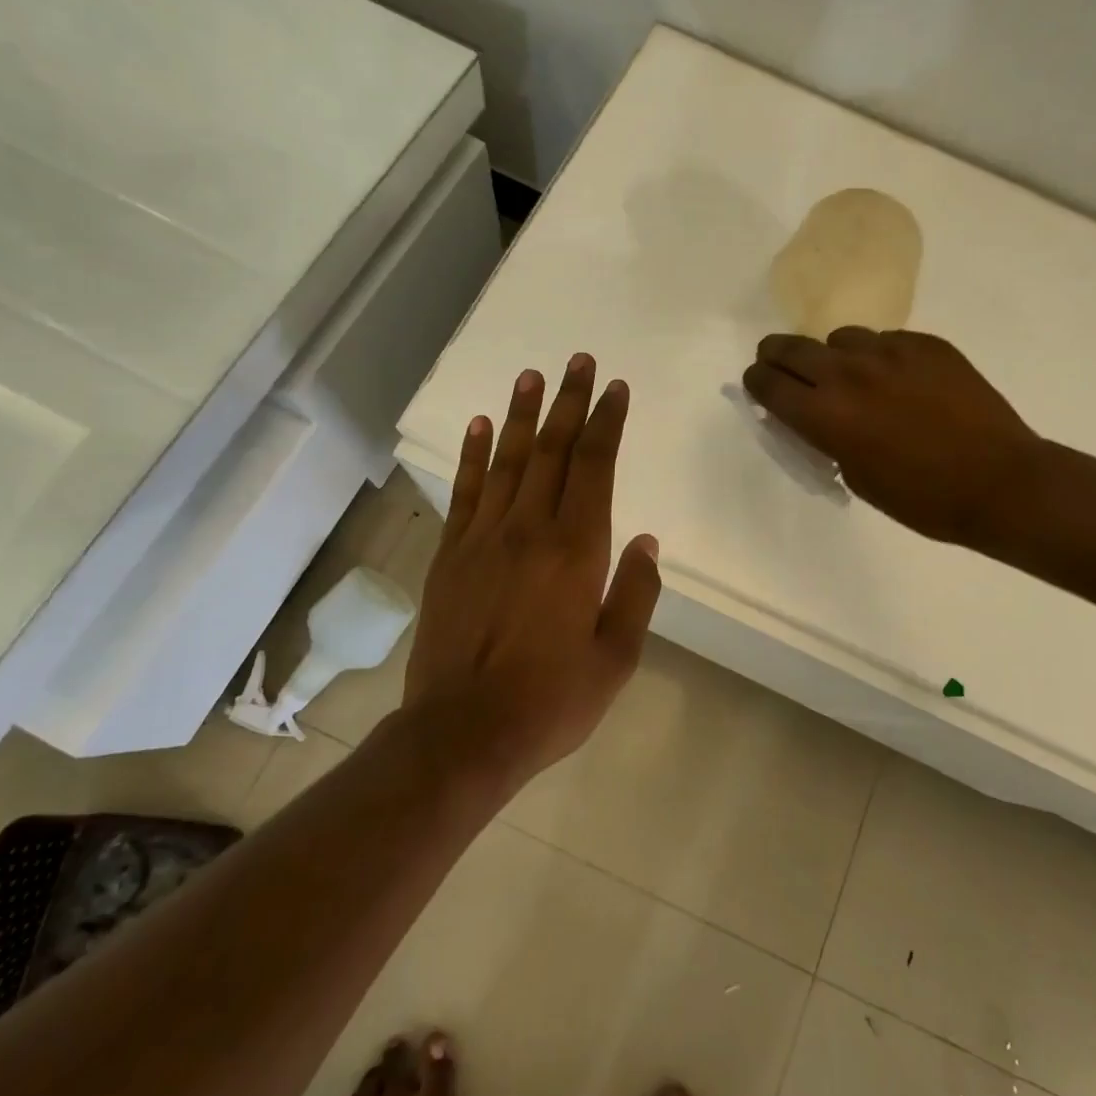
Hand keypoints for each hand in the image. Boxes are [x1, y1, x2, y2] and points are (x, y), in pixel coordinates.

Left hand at [404, 355, 661, 780]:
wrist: (462, 734)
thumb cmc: (550, 700)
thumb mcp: (615, 659)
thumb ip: (635, 594)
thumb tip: (645, 541)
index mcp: (576, 550)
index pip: (595, 467)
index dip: (607, 423)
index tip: (615, 388)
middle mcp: (529, 530)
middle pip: (552, 450)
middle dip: (569, 402)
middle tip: (578, 361)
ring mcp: (483, 538)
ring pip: (507, 460)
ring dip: (521, 414)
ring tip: (531, 375)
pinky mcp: (450, 555)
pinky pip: (465, 492)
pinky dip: (471, 455)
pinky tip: (477, 426)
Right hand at [741, 328, 1038, 547]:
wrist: (1000, 482)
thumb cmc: (922, 498)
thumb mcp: (857, 477)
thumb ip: (826, 438)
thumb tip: (814, 416)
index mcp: (825, 414)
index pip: (768, 383)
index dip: (757, 383)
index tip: (759, 387)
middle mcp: (848, 373)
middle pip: (791, 347)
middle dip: (777, 357)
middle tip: (782, 367)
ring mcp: (889, 352)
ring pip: (840, 338)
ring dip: (834, 357)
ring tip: (853, 378)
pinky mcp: (926, 344)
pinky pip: (885, 340)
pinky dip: (879, 358)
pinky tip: (900, 382)